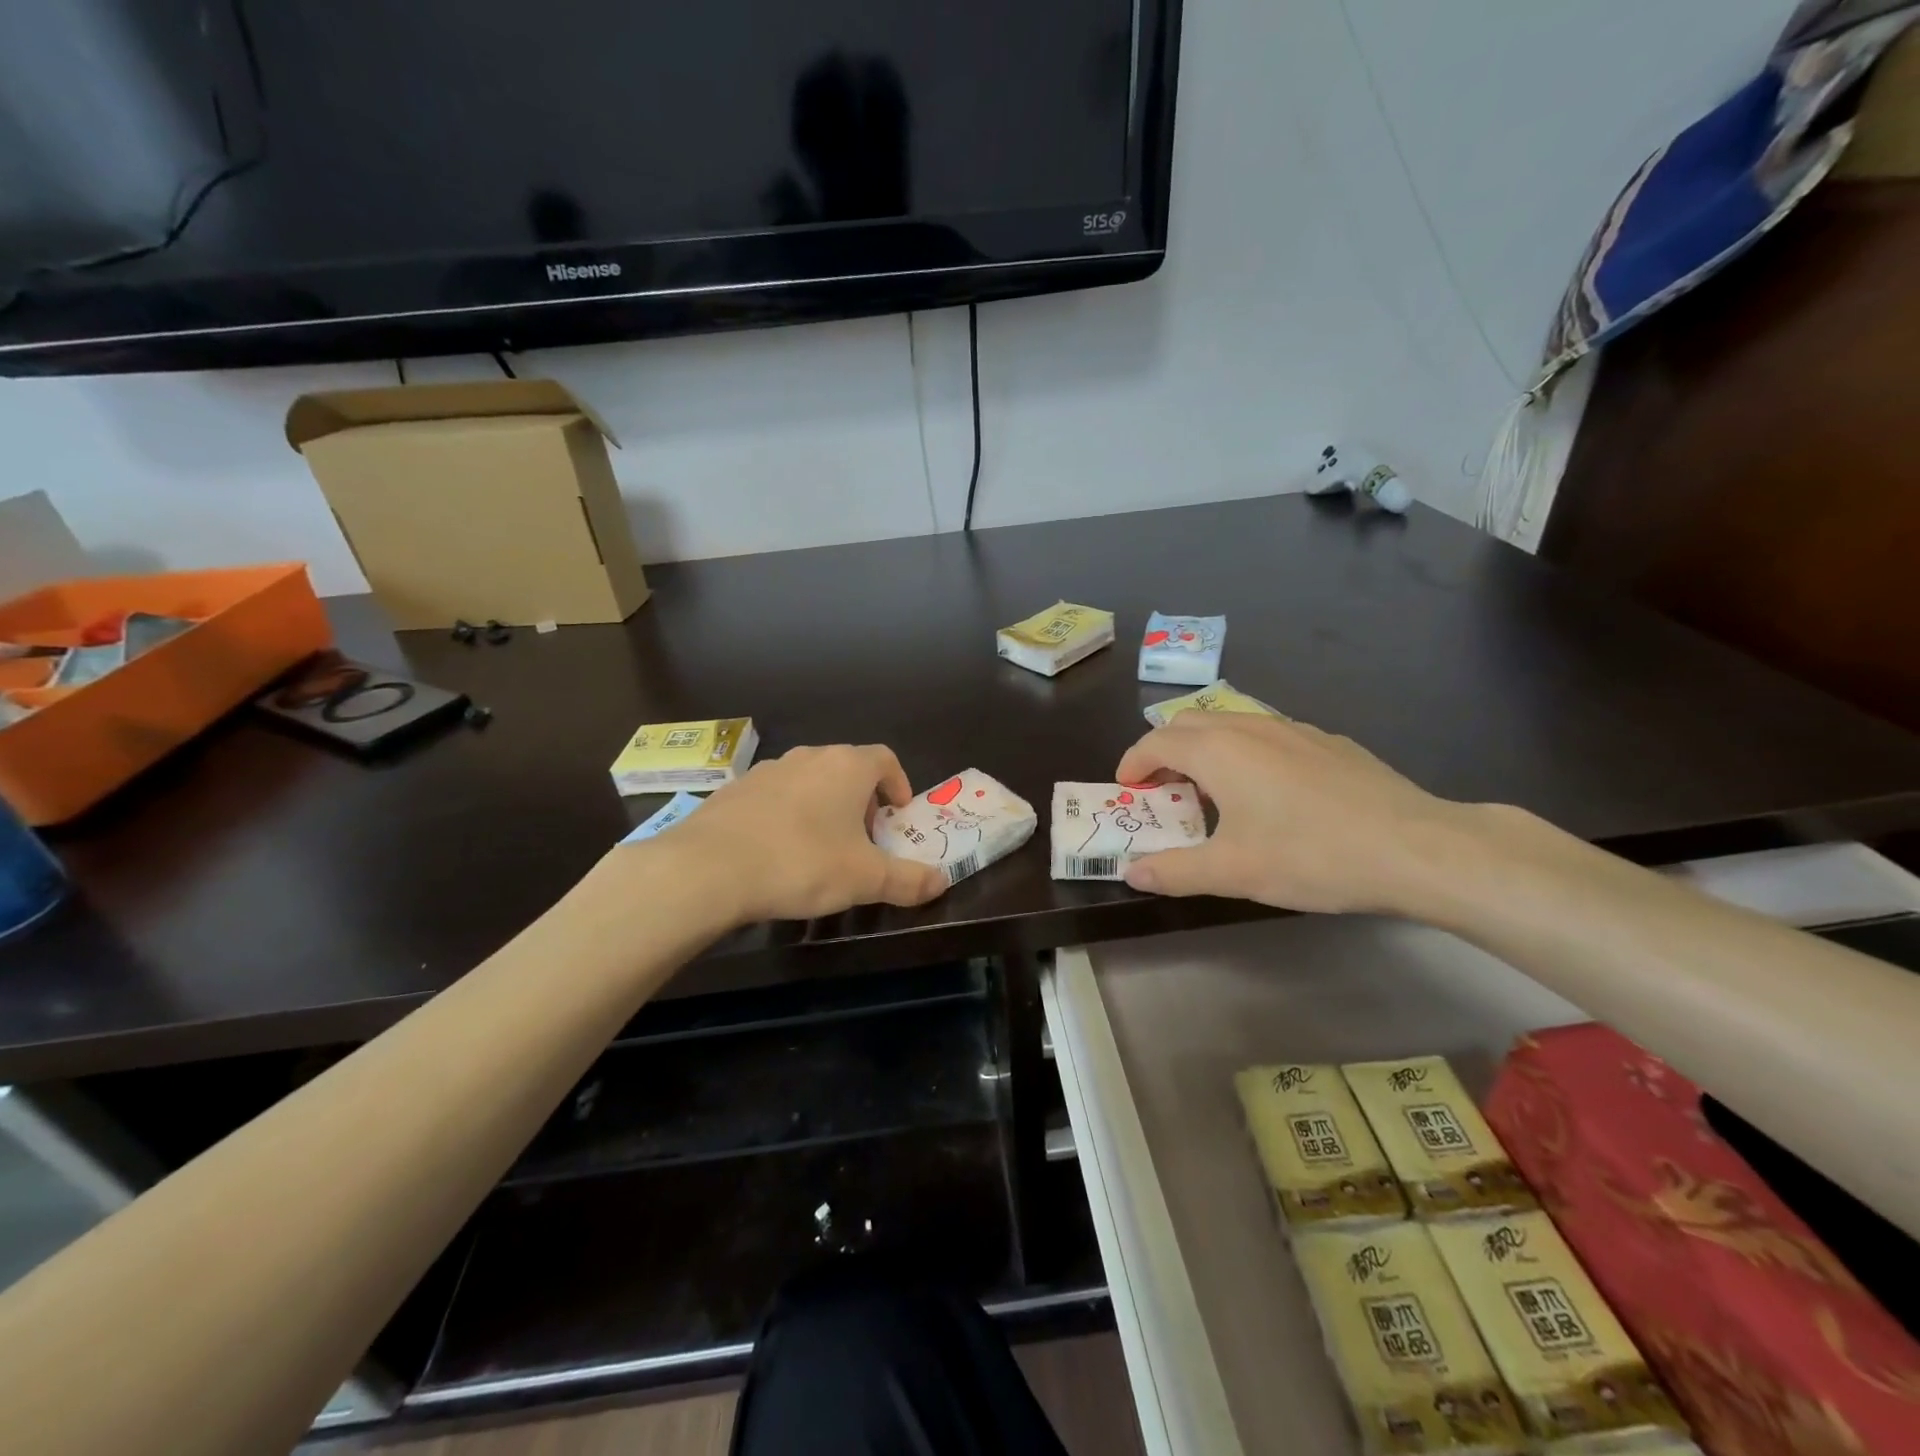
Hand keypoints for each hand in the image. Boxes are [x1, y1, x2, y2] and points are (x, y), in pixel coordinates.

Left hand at [648, 744, 947, 923]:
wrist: (708, 868)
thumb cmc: (801, 863)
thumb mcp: (864, 879)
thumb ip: (908, 880)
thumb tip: (942, 881)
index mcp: (846, 767)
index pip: (884, 759)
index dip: (898, 783)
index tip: (898, 814)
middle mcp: (808, 757)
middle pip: (847, 768)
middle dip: (862, 799)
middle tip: (864, 837)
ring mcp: (767, 770)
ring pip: (809, 780)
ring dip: (824, 805)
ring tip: (821, 846)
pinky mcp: (734, 790)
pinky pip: (774, 796)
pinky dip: (787, 814)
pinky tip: (777, 851)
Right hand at [1114, 713, 1486, 915]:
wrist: (1414, 847)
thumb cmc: (1310, 855)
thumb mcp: (1232, 871)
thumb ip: (1174, 870)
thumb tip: (1131, 871)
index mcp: (1218, 750)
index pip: (1156, 741)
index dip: (1133, 762)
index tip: (1126, 788)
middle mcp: (1251, 726)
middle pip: (1190, 723)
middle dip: (1165, 751)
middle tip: (1162, 790)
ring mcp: (1295, 729)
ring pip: (1232, 725)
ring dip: (1206, 750)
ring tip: (1213, 792)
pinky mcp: (1330, 742)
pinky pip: (1269, 736)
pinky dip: (1247, 754)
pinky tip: (1271, 794)